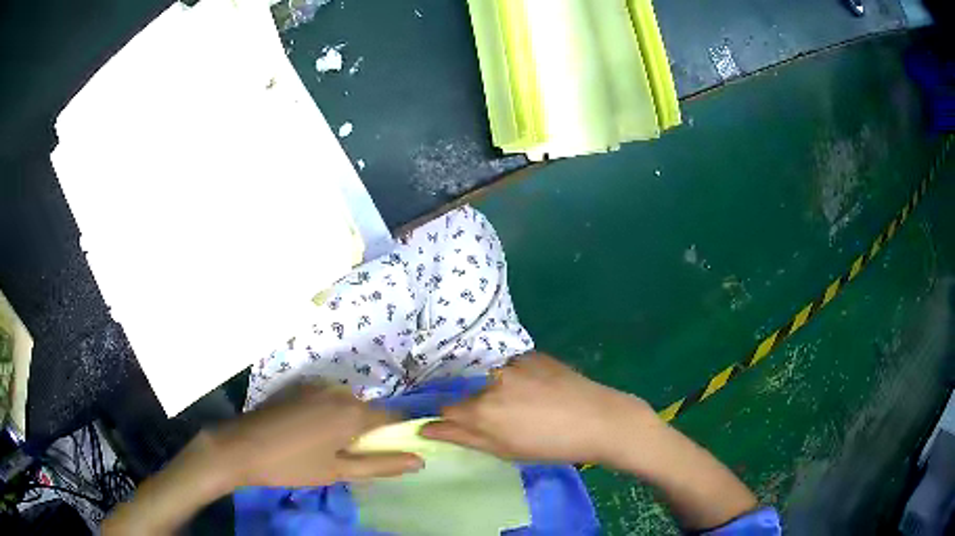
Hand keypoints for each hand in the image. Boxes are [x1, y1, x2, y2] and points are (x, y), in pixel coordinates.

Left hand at [205, 384, 423, 488]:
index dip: (397, 435)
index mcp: (352, 412)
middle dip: (365, 432)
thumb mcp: (339, 471)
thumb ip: (381, 465)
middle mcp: (338, 391)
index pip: (392, 417)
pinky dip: (327, 413)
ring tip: (324, 446)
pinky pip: (325, 398)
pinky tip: (307, 432)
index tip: (390, 452)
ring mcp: (315, 385)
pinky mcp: (298, 385)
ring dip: (344, 422)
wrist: (241, 446)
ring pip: (345, 404)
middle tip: (347, 457)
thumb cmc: (293, 464)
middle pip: (367, 410)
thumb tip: (419, 460)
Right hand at [420, 353, 658, 465]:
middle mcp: (491, 381)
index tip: (464, 426)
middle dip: (481, 406)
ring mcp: (513, 364)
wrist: (599, 420)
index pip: (447, 409)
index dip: (453, 419)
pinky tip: (541, 390)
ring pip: (493, 378)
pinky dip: (521, 377)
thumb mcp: (504, 450)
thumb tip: (427, 429)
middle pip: (471, 393)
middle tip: (510, 420)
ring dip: (501, 390)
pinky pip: (515, 366)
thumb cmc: (551, 446)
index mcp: (481, 410)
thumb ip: (463, 437)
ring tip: (531, 405)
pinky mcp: (533, 354)